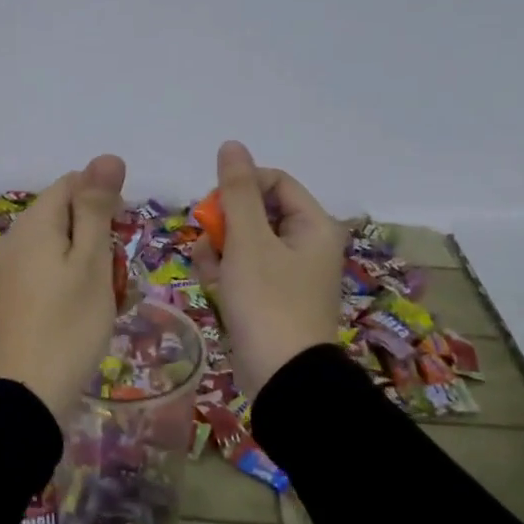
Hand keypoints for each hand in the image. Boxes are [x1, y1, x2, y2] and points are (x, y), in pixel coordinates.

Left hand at [0, 154, 126, 421]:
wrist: (28, 393)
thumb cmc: (70, 324)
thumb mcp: (92, 261)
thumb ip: (97, 207)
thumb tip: (107, 156)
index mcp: (34, 222)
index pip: (73, 183)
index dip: (104, 201)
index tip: (122, 237)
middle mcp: (16, 238)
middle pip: (66, 214)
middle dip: (98, 235)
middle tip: (118, 275)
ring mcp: (11, 268)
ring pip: (60, 246)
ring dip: (90, 263)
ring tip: (108, 298)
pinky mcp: (13, 295)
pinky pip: (49, 271)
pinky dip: (72, 282)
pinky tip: (86, 311)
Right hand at [192, 140, 347, 395]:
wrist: (281, 378)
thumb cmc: (268, 302)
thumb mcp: (248, 241)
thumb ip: (237, 191)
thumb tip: (231, 145)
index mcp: (313, 225)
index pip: (275, 181)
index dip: (241, 186)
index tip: (216, 205)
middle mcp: (305, 244)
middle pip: (256, 211)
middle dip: (225, 224)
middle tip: (210, 240)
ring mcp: (288, 274)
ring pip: (244, 241)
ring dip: (219, 249)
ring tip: (210, 270)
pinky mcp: (270, 298)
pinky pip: (243, 269)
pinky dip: (225, 273)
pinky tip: (213, 287)